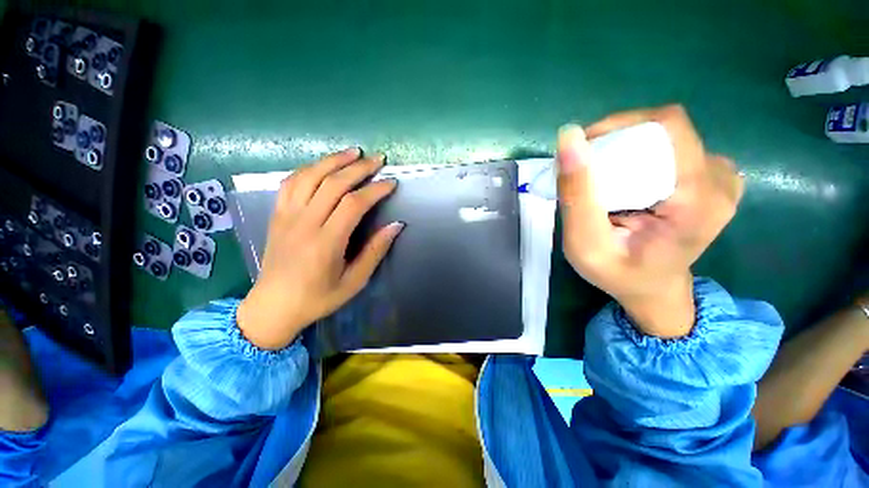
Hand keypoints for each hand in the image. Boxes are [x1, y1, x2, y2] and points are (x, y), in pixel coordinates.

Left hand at [237, 148, 402, 349]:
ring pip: (310, 176)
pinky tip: (323, 165)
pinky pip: (291, 182)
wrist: (273, 306)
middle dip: (359, 168)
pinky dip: (309, 168)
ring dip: (333, 160)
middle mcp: (304, 223)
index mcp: (326, 242)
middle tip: (378, 159)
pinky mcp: (277, 215)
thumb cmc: (318, 298)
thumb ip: (375, 251)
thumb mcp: (354, 281)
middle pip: (332, 183)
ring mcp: (286, 216)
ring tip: (353, 152)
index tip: (391, 183)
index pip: (353, 204)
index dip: (375, 190)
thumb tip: (396, 225)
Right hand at [558, 105, 743, 337]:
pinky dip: (639, 156)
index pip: (666, 127)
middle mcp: (720, 179)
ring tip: (601, 179)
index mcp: (700, 198)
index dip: (619, 125)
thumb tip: (569, 136)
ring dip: (626, 148)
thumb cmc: (617, 273)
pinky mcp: (711, 178)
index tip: (584, 149)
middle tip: (586, 170)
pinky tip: (625, 181)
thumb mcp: (584, 243)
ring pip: (665, 137)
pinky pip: (671, 148)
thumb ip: (577, 194)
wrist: (652, 289)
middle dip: (616, 141)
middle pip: (664, 130)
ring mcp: (720, 177)